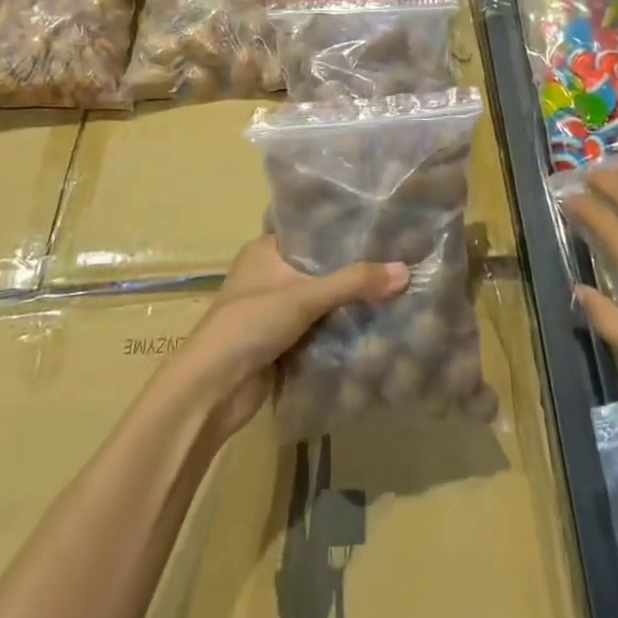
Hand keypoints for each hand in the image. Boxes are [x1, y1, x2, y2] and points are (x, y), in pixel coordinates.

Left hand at [168, 238, 408, 443]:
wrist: (212, 389)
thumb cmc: (250, 323)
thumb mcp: (304, 296)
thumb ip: (353, 282)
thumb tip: (405, 270)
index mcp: (264, 250)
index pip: (311, 230)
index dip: (343, 230)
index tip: (382, 227)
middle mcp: (268, 274)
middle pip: (318, 266)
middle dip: (351, 268)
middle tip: (397, 258)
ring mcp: (273, 309)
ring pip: (320, 298)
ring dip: (347, 299)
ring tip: (394, 287)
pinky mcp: (280, 340)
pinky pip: (318, 326)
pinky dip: (339, 325)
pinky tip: (374, 321)